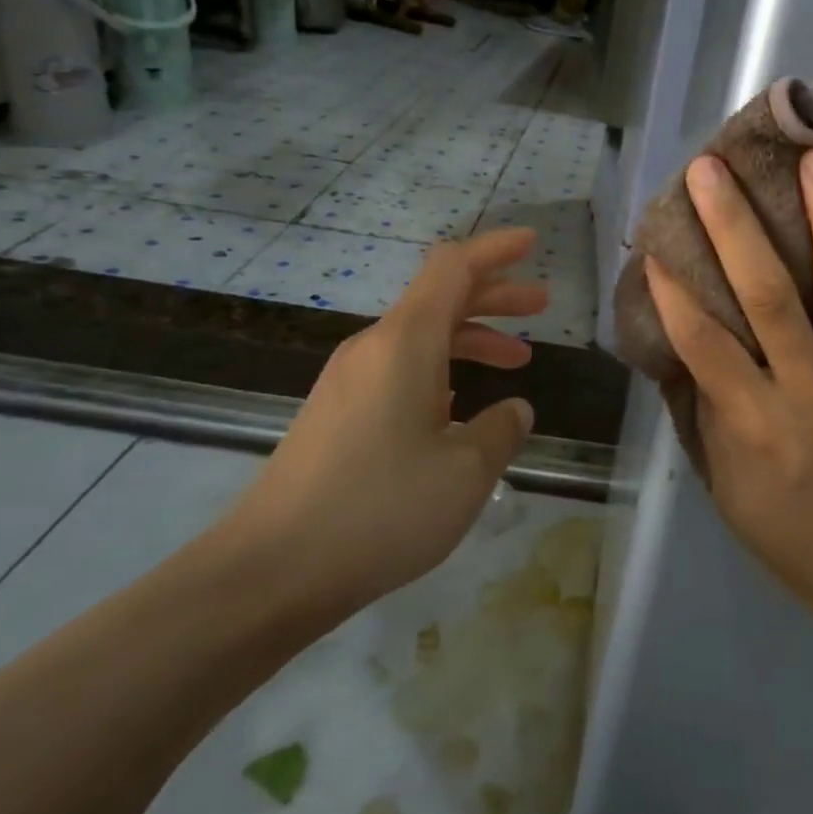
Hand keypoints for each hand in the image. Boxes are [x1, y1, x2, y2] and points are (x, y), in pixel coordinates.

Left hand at [221, 229, 545, 632]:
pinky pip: (399, 369)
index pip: (454, 268)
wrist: (271, 570)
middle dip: (494, 296)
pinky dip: (441, 369)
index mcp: (405, 343)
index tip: (531, 242)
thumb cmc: (381, 510)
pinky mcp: (335, 413)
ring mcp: (348, 381)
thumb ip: (501, 430)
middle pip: (439, 298)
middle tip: (541, 304)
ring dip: (471, 338)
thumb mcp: (466, 472)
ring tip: (517, 361)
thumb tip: (514, 409)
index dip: (495, 249)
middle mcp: (373, 348)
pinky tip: (460, 406)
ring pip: (421, 337)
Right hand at [645, 151, 812, 636]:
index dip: (675, 290)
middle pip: (766, 294)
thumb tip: (691, 347)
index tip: (655, 239)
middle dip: (733, 227)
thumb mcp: (727, 482)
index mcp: (755, 419)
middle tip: (712, 169)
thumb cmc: (789, 528)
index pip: (704, 341)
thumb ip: (711, 411)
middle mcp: (807, 385)